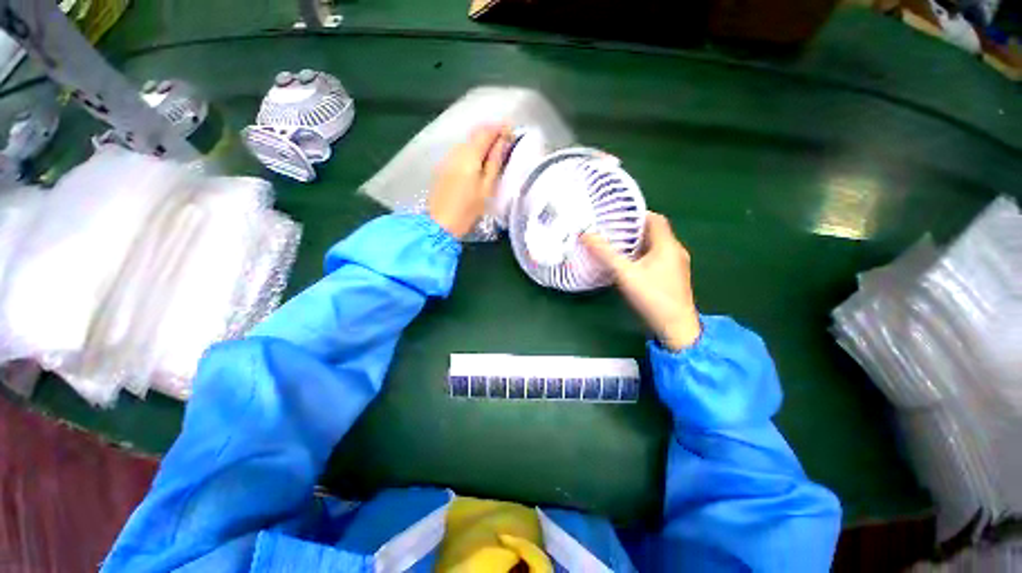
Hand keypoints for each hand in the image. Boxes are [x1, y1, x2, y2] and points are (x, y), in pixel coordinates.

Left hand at [428, 124, 511, 238]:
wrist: (440, 224)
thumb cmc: (468, 209)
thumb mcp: (486, 188)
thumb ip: (494, 163)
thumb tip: (503, 141)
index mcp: (469, 155)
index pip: (485, 132)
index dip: (500, 128)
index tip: (512, 132)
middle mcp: (456, 151)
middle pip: (475, 134)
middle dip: (491, 134)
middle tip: (506, 142)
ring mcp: (447, 158)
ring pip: (467, 142)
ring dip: (481, 143)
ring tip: (494, 153)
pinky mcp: (442, 167)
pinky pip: (460, 152)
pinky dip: (472, 152)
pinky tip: (478, 163)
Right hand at [582, 212, 700, 350]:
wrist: (676, 327)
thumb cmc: (652, 297)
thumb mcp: (625, 274)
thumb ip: (605, 254)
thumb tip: (585, 234)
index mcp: (667, 245)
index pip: (655, 218)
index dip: (636, 214)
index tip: (616, 216)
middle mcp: (675, 251)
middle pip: (654, 232)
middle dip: (632, 229)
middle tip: (610, 231)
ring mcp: (676, 265)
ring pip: (655, 246)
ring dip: (636, 243)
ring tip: (614, 245)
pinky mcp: (672, 277)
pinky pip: (656, 258)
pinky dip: (642, 255)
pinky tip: (627, 264)